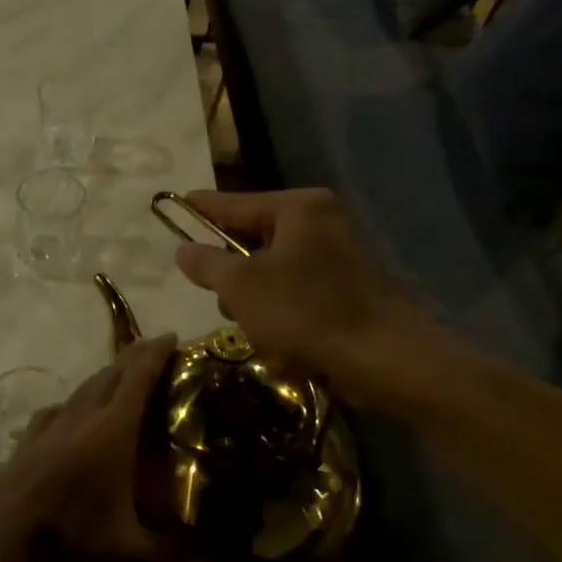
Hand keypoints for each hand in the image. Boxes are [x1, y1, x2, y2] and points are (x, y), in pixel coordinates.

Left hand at [0, 334, 238, 561]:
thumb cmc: (70, 539)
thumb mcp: (131, 557)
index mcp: (111, 431)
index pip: (138, 378)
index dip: (156, 353)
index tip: (173, 336)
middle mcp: (81, 417)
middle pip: (110, 375)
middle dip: (134, 358)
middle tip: (156, 351)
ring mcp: (49, 427)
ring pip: (82, 388)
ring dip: (105, 376)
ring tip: (120, 378)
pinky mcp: (28, 442)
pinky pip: (57, 410)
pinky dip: (74, 403)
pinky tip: (70, 415)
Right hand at [172, 188, 460, 406]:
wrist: (385, 359)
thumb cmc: (306, 312)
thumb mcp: (241, 287)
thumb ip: (207, 263)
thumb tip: (183, 249)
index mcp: (299, 209)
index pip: (236, 203)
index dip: (202, 208)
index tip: (176, 203)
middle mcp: (321, 224)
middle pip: (254, 242)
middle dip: (235, 279)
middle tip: (223, 302)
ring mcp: (337, 258)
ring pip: (272, 276)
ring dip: (258, 307)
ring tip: (262, 334)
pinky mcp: (346, 291)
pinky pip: (296, 298)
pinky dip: (284, 321)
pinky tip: (286, 348)